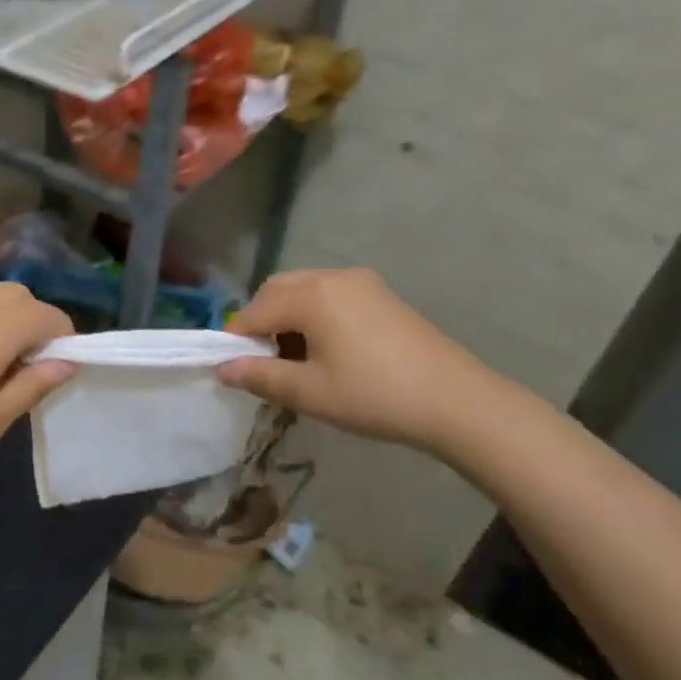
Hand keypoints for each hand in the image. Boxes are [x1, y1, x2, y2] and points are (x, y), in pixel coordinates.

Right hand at [215, 268, 497, 451]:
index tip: (234, 370)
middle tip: (265, 363)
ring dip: (287, 318)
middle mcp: (332, 277)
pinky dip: (314, 315)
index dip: (237, 340)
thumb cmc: (374, 396)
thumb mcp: (309, 391)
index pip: (254, 311)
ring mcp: (361, 282)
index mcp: (311, 295)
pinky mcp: (381, 295)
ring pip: (304, 290)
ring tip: (296, 360)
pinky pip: (330, 295)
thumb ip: (260, 376)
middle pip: (277, 291)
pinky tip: (327, 350)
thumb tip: (223, 369)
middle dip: (261, 323)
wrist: (457, 402)